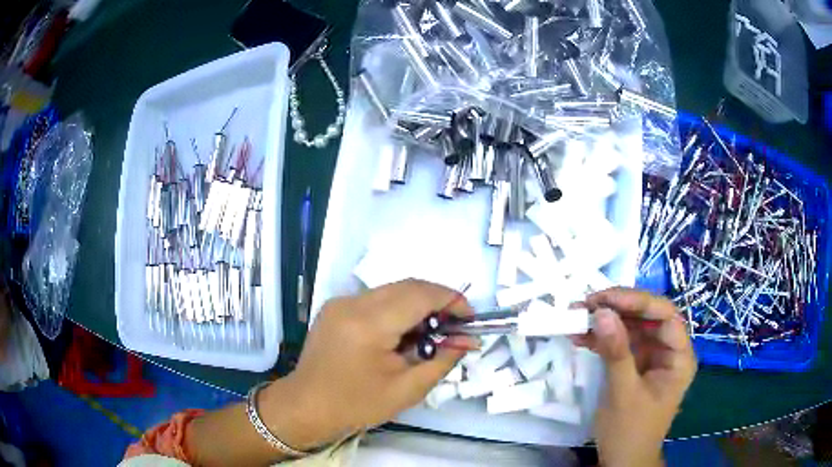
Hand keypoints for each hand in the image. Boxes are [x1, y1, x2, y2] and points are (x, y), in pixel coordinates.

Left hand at [262, 279, 477, 449]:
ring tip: (430, 332)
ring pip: (392, 289)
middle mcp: (352, 302)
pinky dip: (397, 308)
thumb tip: (466, 340)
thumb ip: (441, 360)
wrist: (306, 407)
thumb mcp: (407, 390)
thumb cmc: (356, 405)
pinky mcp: (335, 306)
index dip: (451, 300)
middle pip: (407, 286)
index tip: (469, 318)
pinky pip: (376, 298)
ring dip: (417, 304)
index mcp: (369, 324)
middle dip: (437, 300)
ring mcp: (340, 301)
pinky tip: (401, 333)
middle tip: (454, 326)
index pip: (420, 294)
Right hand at [573, 288, 696, 466]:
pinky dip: (601, 339)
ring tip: (577, 316)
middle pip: (648, 317)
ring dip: (606, 321)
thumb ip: (616, 352)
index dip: (639, 301)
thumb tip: (600, 312)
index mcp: (679, 357)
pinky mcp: (634, 365)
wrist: (621, 461)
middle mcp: (668, 351)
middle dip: (618, 308)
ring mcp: (651, 358)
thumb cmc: (630, 431)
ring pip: (631, 327)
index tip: (606, 298)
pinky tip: (580, 336)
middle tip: (587, 304)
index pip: (666, 316)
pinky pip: (620, 343)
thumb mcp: (624, 393)